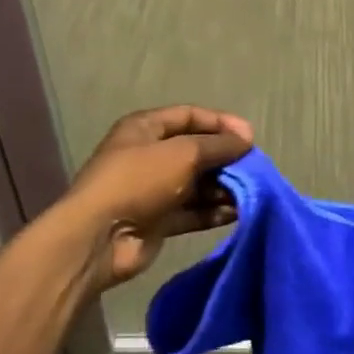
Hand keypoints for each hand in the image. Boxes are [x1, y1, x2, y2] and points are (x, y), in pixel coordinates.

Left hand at [55, 105, 253, 289]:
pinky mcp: (158, 221)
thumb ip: (217, 145)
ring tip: (250, 193)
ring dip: (222, 188)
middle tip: (254, 169)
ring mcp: (153, 190)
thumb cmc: (139, 180)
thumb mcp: (183, 153)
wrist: (100, 238)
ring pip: (196, 183)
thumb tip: (246, 140)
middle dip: (225, 158)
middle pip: (195, 151)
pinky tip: (236, 214)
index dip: (221, 123)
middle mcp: (149, 155)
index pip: (190, 116)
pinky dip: (213, 212)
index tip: (250, 137)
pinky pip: (192, 211)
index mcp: (146, 128)